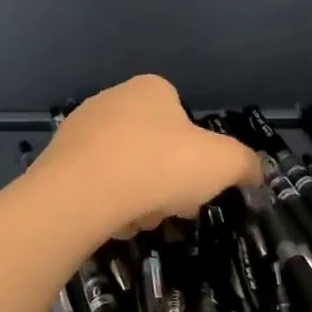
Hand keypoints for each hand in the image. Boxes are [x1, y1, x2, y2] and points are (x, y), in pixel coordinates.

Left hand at [32, 75, 260, 237]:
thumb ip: (245, 164)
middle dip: (168, 182)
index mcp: (151, 89)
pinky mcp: (57, 162)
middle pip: (155, 148)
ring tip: (139, 220)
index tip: (199, 186)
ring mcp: (80, 130)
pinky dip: (108, 205)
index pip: (183, 118)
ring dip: (139, 197)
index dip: (197, 156)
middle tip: (173, 209)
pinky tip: (111, 222)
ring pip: (126, 170)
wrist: (81, 194)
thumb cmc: (159, 166)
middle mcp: (112, 100)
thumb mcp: (223, 163)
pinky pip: (95, 186)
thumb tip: (254, 173)